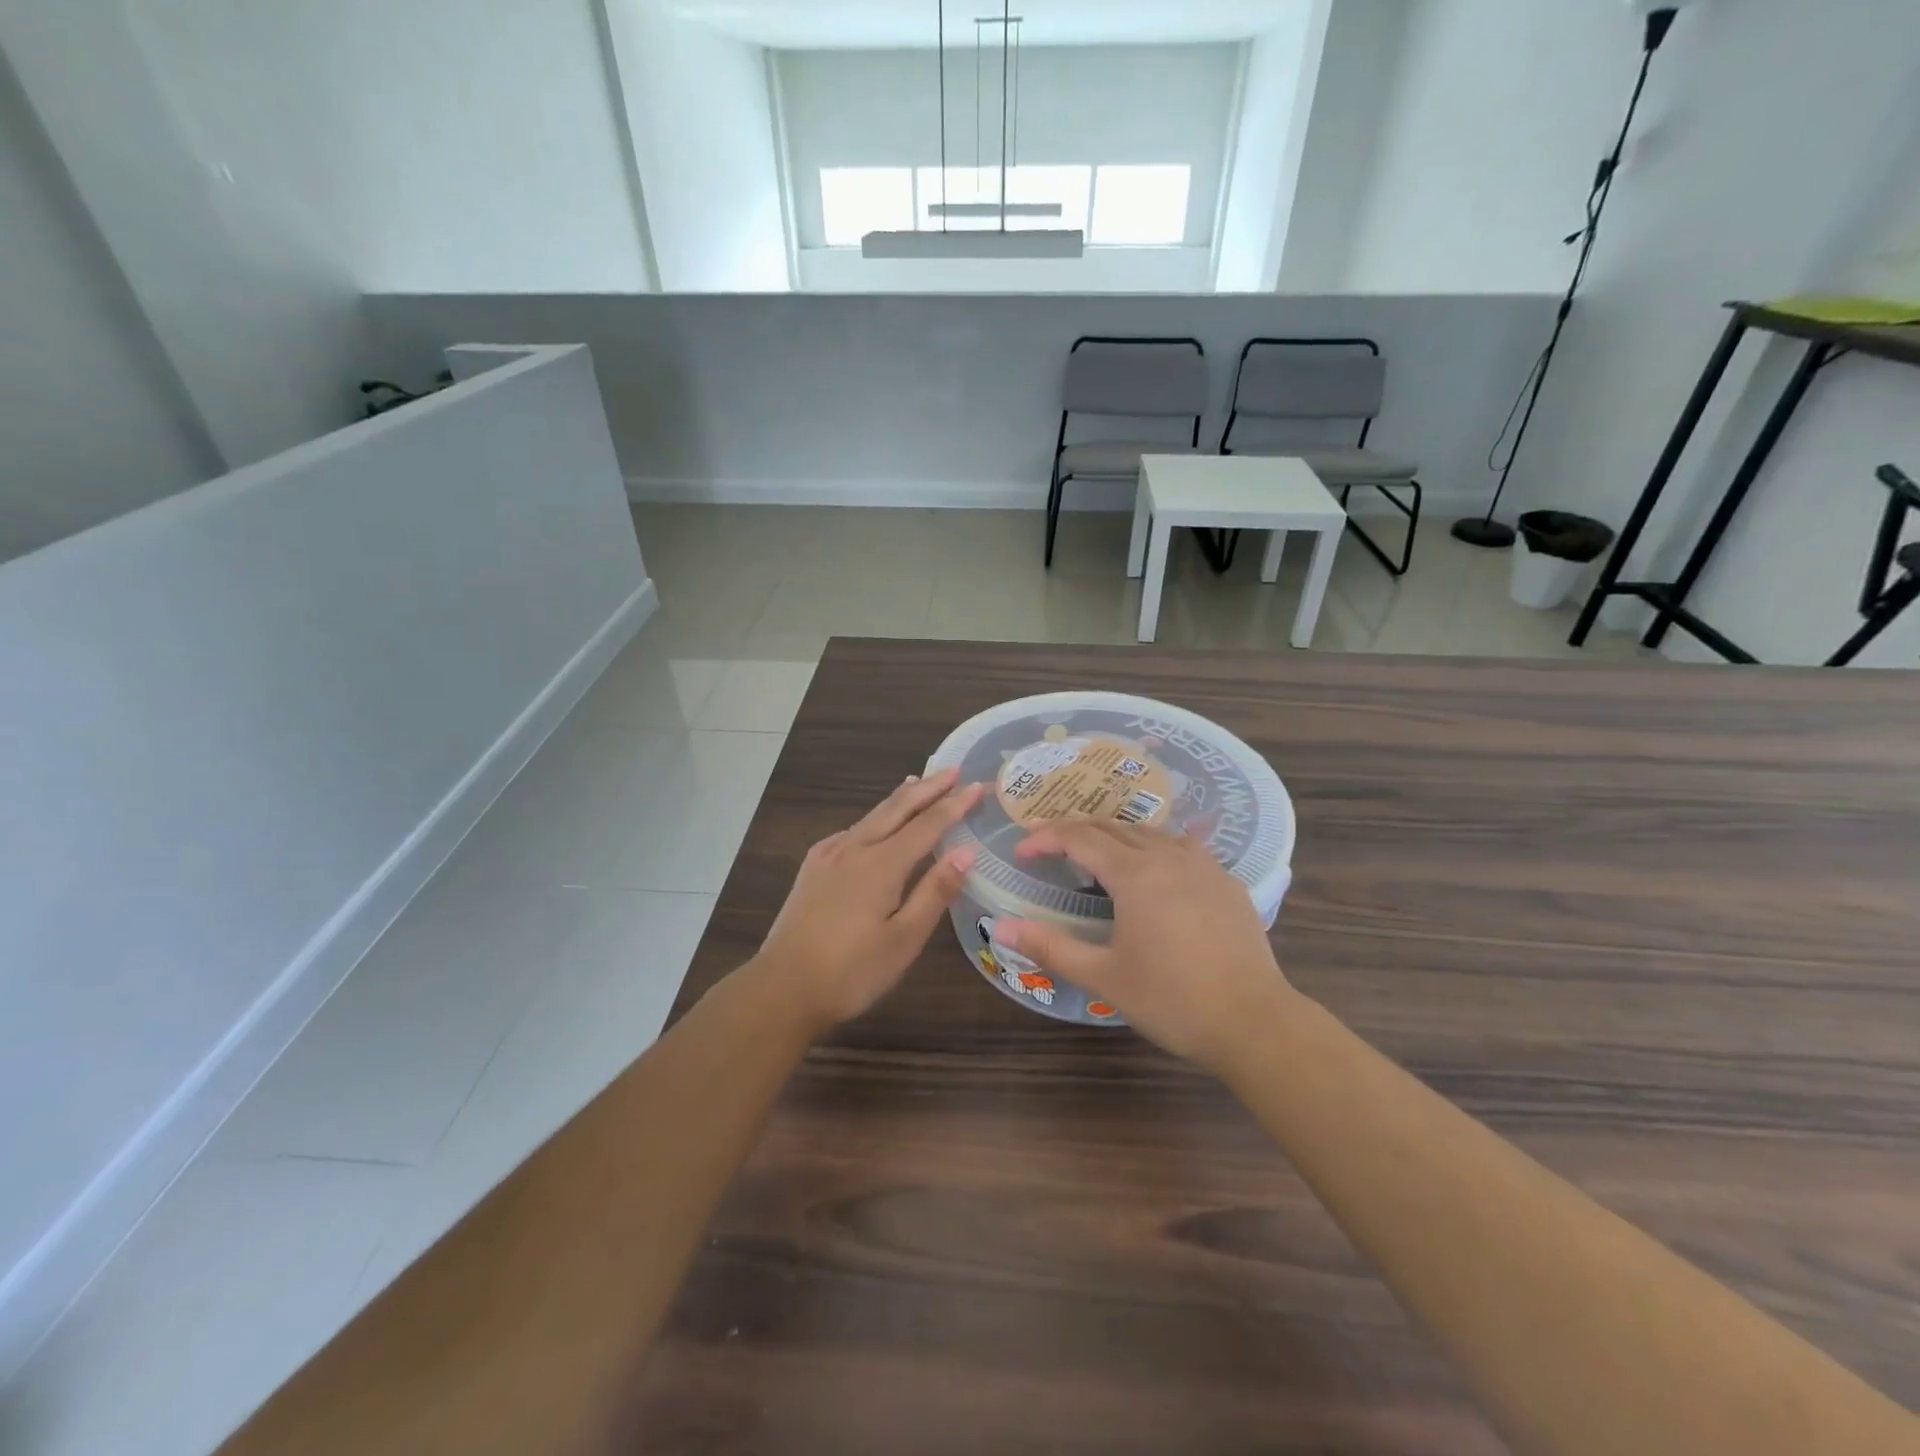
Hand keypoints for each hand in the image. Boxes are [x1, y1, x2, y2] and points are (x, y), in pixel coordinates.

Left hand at [751, 767, 982, 1031]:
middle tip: (952, 770)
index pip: (927, 825)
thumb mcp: (904, 940)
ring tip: (918, 784)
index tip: (977, 786)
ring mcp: (828, 855)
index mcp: (881, 865)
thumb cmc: (851, 972)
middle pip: (896, 808)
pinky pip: (852, 831)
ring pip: (872, 816)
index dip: (954, 804)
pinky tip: (875, 824)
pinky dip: (875, 818)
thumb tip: (967, 851)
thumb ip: (935, 892)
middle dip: (927, 788)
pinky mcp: (813, 867)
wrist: (781, 989)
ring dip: (900, 799)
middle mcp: (854, 848)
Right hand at [997, 821, 1295, 1071]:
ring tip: (1095, 857)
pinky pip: (1182, 847)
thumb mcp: (1103, 976)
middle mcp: (1168, 856)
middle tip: (1049, 850)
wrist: (1254, 1022)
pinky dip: (1153, 848)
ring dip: (1114, 836)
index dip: (1045, 838)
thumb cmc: (1172, 1000)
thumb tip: (1001, 928)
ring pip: (1149, 832)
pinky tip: (1154, 872)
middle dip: (1075, 832)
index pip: (1079, 837)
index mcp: (1134, 873)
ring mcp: (1203, 865)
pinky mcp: (1226, 882)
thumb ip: (1050, 947)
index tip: (1022, 852)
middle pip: (1112, 827)